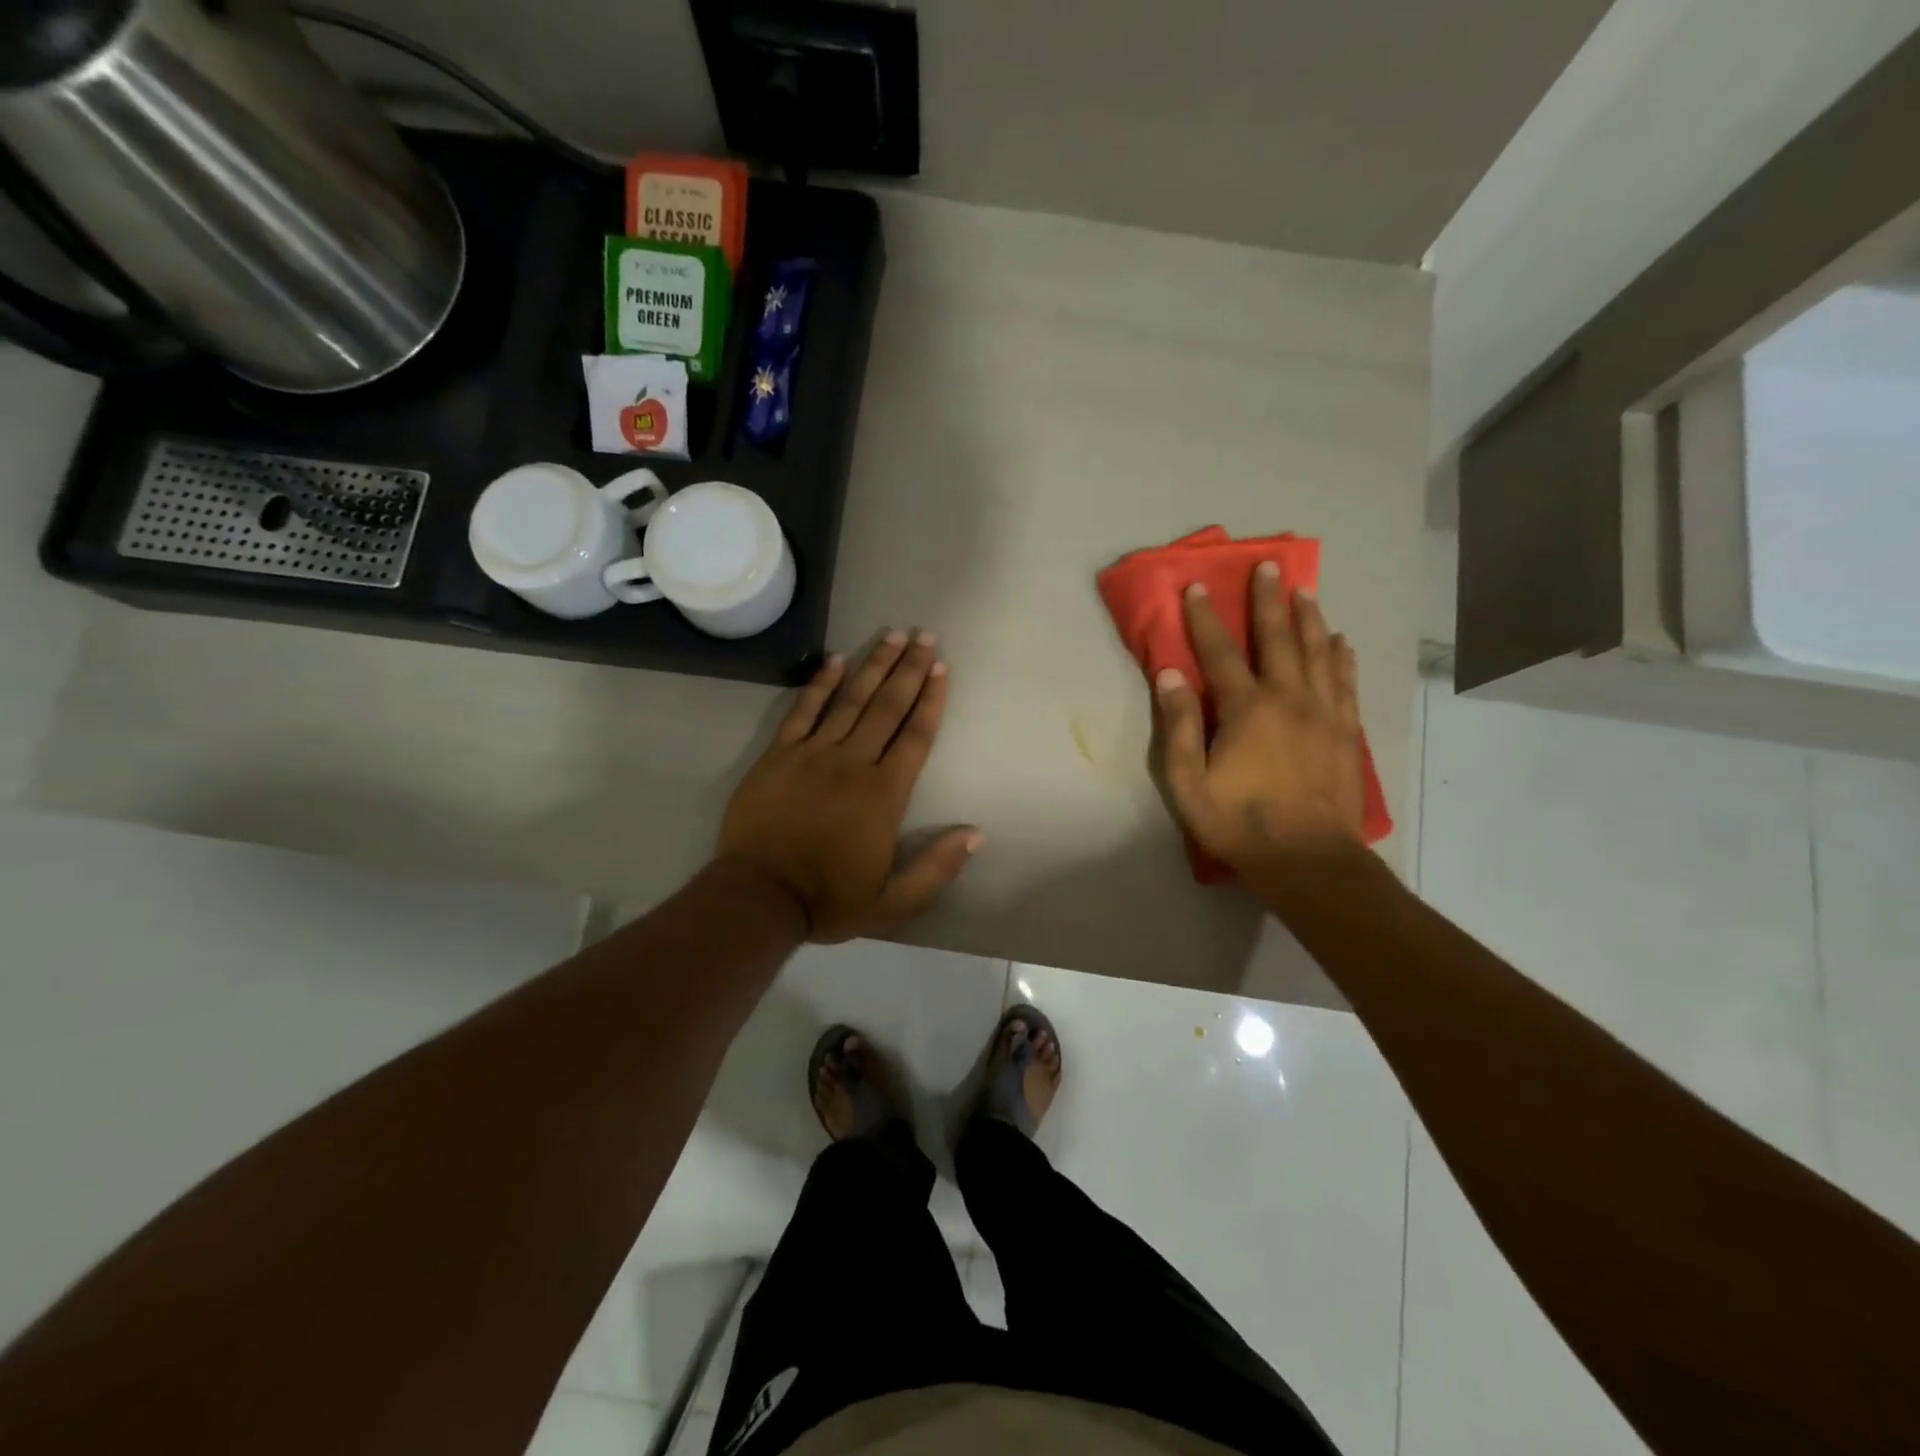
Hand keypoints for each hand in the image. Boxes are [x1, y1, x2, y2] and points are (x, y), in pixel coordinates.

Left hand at [717, 630, 982, 942]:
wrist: (759, 898)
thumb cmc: (829, 899)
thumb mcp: (894, 902)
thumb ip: (937, 867)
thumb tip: (976, 834)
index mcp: (884, 794)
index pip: (916, 736)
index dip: (931, 700)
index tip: (942, 668)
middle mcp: (852, 763)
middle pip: (887, 707)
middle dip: (909, 669)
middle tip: (925, 635)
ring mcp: (812, 754)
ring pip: (849, 700)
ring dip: (873, 665)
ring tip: (892, 635)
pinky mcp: (779, 755)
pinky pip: (802, 710)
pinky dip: (819, 684)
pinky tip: (835, 660)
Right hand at [1151, 565, 1367, 874]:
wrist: (1308, 859)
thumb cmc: (1239, 823)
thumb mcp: (1188, 782)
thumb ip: (1179, 725)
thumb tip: (1170, 674)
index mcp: (1246, 709)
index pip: (1219, 652)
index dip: (1205, 618)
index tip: (1197, 586)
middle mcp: (1288, 699)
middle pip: (1278, 639)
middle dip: (1268, 600)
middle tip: (1268, 566)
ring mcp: (1324, 713)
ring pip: (1318, 653)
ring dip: (1309, 619)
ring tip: (1305, 591)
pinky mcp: (1346, 732)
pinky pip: (1345, 682)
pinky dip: (1341, 657)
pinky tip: (1340, 642)